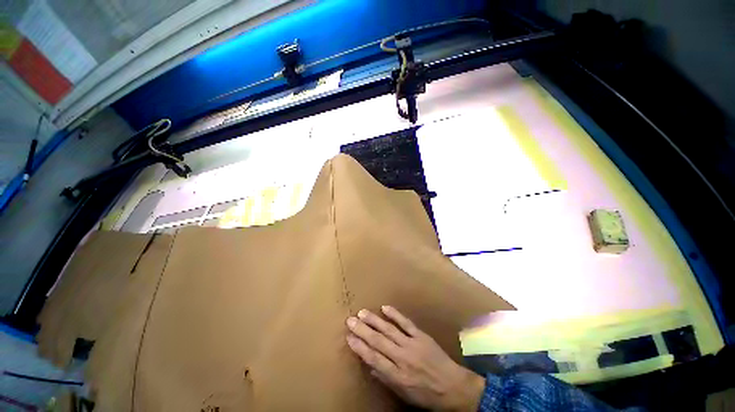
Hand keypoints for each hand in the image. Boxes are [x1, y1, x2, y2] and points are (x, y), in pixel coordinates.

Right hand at [346, 306, 484, 411]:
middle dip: (363, 330)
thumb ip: (386, 378)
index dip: (360, 347)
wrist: (454, 387)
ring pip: (389, 330)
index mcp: (398, 376)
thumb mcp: (405, 394)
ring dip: (374, 320)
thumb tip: (370, 365)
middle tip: (350, 320)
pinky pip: (406, 323)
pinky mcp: (421, 336)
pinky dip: (395, 315)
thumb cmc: (427, 395)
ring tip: (362, 312)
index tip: (349, 337)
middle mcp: (403, 358)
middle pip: (378, 341)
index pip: (374, 359)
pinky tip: (385, 307)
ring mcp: (412, 344)